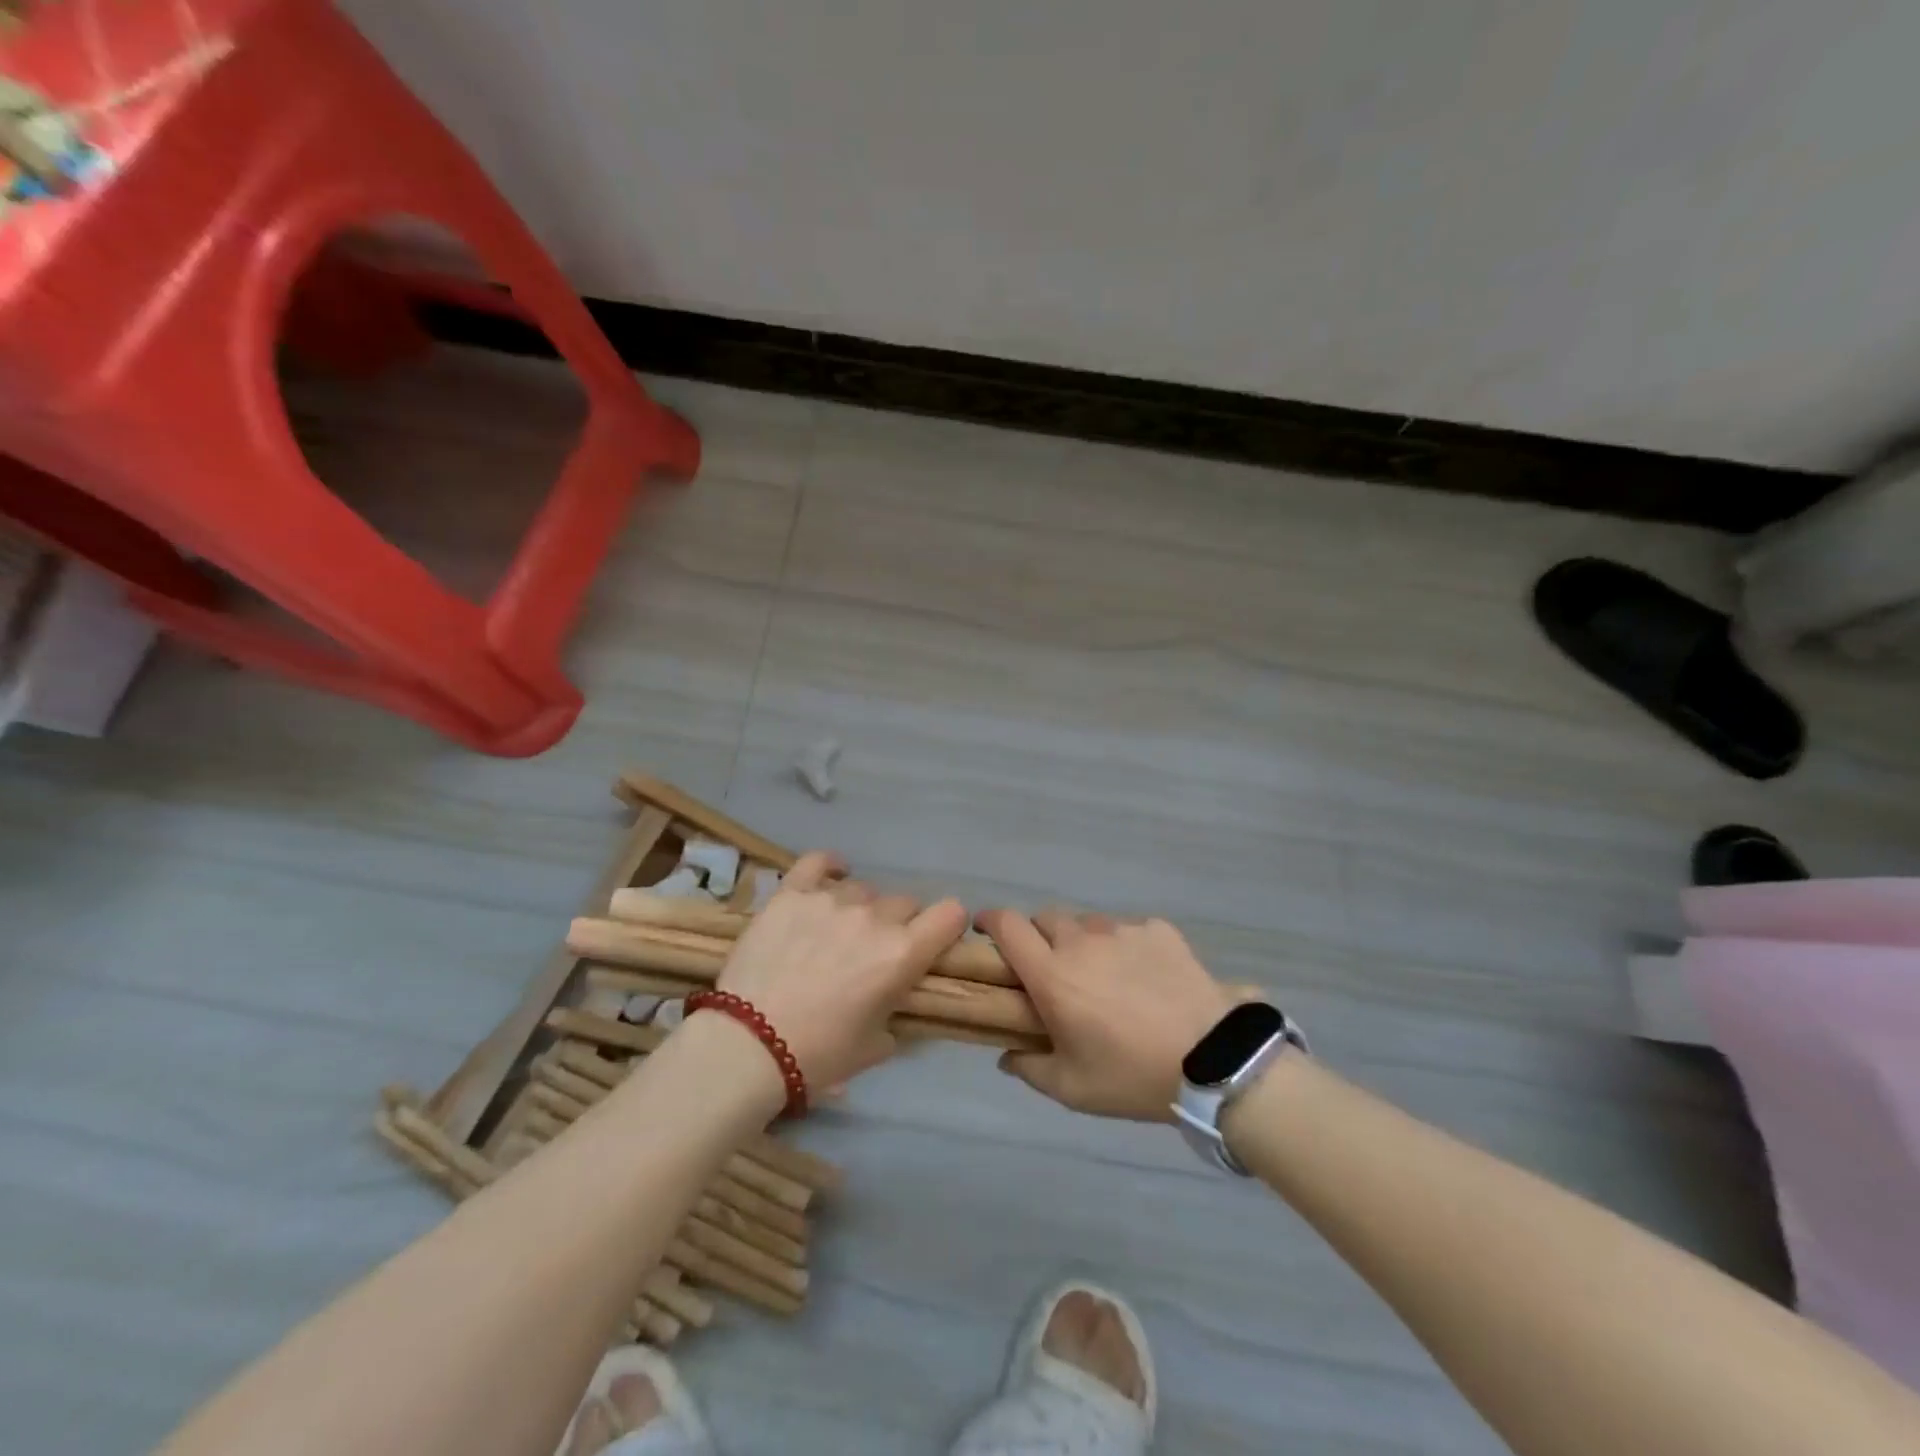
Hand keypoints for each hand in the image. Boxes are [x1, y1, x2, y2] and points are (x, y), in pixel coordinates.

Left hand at [715, 852, 967, 1091]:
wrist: (748, 1046)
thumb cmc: (818, 1055)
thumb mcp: (876, 1045)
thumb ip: (895, 1010)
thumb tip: (894, 998)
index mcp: (902, 953)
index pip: (951, 914)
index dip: (947, 926)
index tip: (935, 941)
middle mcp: (874, 917)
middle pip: (904, 903)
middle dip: (898, 925)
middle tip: (873, 952)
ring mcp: (830, 900)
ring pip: (862, 889)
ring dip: (860, 908)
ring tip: (835, 932)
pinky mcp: (791, 894)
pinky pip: (817, 862)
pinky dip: (828, 866)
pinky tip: (830, 874)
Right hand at [977, 909, 1236, 1120]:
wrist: (1212, 1060)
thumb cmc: (1132, 1076)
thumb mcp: (1073, 1088)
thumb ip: (1030, 1068)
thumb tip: (1007, 1055)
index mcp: (1052, 974)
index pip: (1008, 926)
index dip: (990, 920)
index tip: (985, 930)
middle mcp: (1082, 941)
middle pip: (1045, 918)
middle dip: (1038, 936)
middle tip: (1050, 968)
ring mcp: (1123, 931)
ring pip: (1088, 923)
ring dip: (1083, 941)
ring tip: (1103, 975)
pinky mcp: (1159, 931)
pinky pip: (1130, 929)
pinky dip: (1126, 946)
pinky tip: (1145, 976)